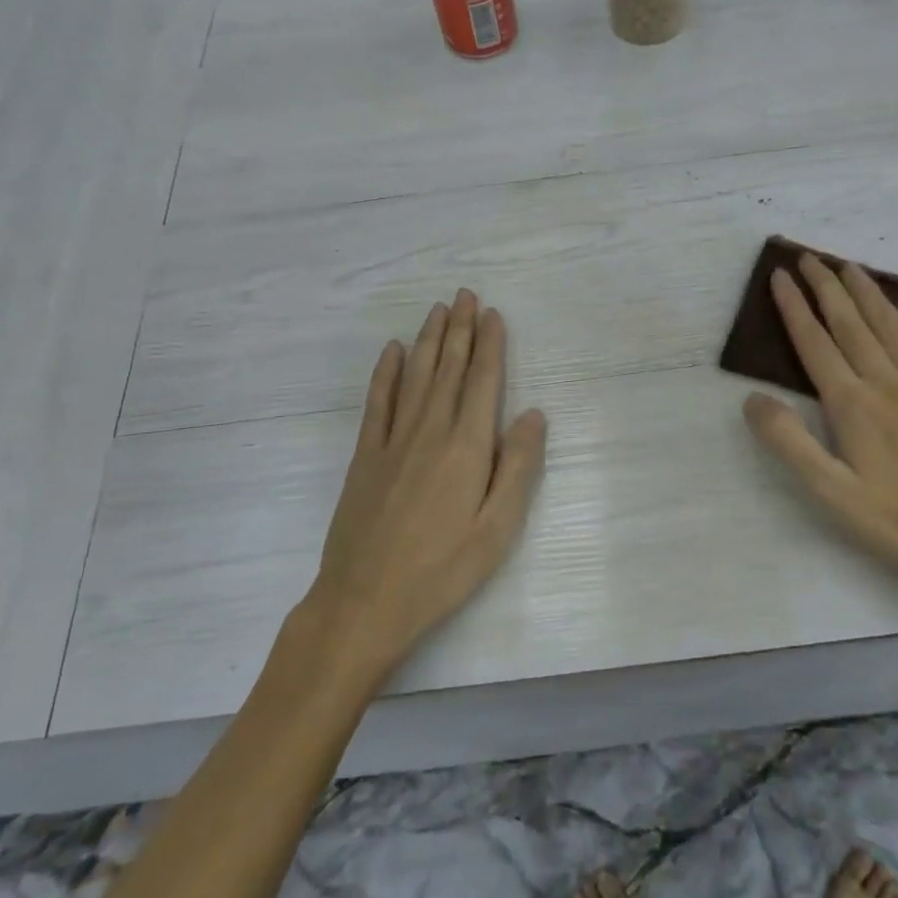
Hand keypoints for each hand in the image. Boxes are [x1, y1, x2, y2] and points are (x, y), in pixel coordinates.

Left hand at [306, 290, 546, 674]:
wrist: (365, 601)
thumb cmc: (442, 570)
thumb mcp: (497, 529)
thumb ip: (517, 467)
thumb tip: (533, 415)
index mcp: (466, 448)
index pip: (483, 382)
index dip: (490, 346)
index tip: (494, 314)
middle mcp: (430, 431)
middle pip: (449, 369)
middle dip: (461, 329)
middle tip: (466, 295)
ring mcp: (392, 441)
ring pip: (416, 376)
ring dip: (429, 340)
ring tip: (439, 310)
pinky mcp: (365, 456)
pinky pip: (377, 402)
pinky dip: (386, 373)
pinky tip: (393, 352)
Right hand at [742, 254, 897, 612]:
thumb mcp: (831, 493)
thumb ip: (789, 443)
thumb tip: (752, 399)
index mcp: (853, 404)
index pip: (815, 343)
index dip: (794, 308)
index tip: (780, 276)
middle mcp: (888, 382)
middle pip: (851, 324)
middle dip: (826, 287)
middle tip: (809, 257)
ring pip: (892, 327)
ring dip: (868, 293)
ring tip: (849, 267)